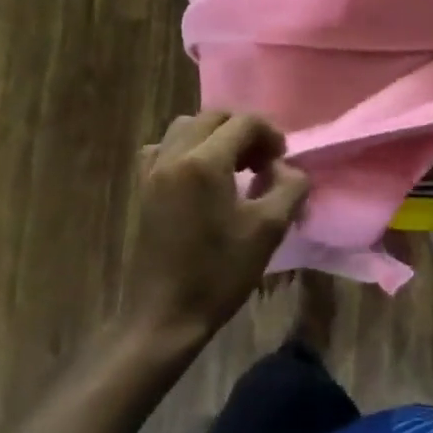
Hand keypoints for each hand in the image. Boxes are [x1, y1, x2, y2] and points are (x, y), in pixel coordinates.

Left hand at [126, 111, 309, 346]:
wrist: (165, 315)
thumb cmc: (219, 273)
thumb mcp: (268, 229)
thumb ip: (289, 187)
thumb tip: (288, 168)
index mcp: (204, 162)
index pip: (244, 122)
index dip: (270, 134)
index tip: (283, 161)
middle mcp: (173, 155)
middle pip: (213, 117)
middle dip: (243, 131)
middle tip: (263, 161)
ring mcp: (152, 170)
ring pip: (187, 128)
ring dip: (216, 137)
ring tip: (235, 167)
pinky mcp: (143, 188)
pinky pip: (165, 149)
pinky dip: (188, 150)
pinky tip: (202, 178)